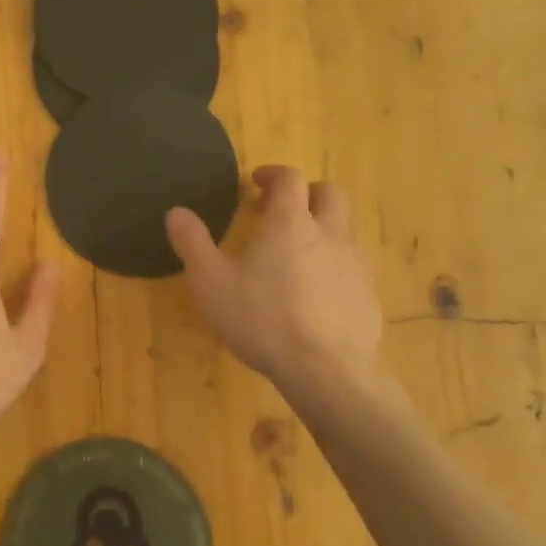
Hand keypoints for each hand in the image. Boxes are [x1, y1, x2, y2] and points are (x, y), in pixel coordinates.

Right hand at [166, 166, 391, 412]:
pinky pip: (355, 265)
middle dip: (307, 194)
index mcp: (290, 223)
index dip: (273, 174)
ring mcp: (355, 264)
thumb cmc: (262, 320)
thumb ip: (193, 244)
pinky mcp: (369, 295)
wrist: (327, 371)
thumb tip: (176, 212)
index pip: (289, 178)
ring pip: (347, 228)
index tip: (257, 182)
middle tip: (282, 211)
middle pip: (329, 194)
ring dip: (325, 227)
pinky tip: (318, 291)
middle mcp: (329, 233)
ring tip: (299, 252)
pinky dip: (337, 264)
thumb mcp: (211, 283)